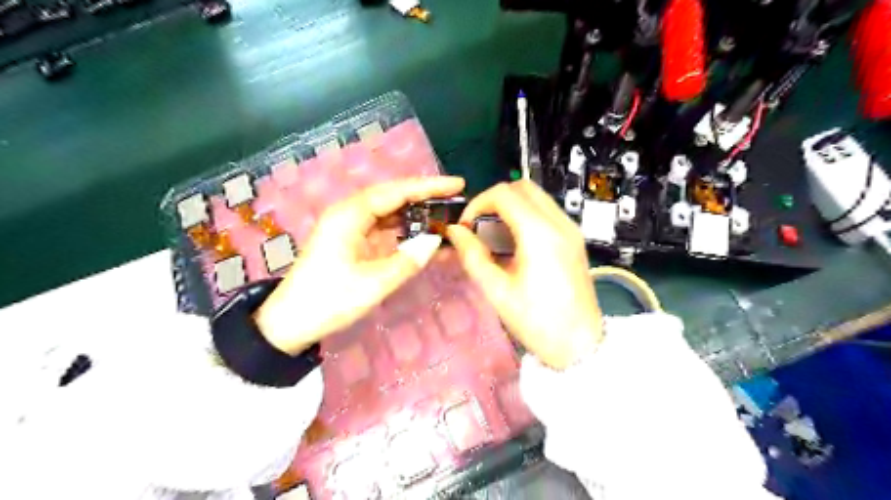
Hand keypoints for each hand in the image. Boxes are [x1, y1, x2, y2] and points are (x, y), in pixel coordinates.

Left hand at [250, 176, 459, 355]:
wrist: (291, 322)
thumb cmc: (329, 300)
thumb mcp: (373, 283)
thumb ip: (408, 260)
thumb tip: (435, 241)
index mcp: (350, 215)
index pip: (396, 192)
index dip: (428, 187)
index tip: (457, 184)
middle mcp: (350, 214)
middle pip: (393, 197)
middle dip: (425, 197)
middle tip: (456, 199)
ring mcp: (351, 228)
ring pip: (390, 213)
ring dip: (417, 215)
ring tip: (446, 216)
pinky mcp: (353, 242)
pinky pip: (384, 230)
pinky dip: (405, 232)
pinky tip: (425, 237)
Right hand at [448, 181, 600, 367]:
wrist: (579, 344)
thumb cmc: (538, 322)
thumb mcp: (497, 291)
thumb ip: (472, 256)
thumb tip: (455, 232)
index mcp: (540, 235)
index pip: (503, 194)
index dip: (477, 204)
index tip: (466, 226)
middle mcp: (559, 224)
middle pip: (522, 187)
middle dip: (494, 200)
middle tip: (478, 226)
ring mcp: (571, 230)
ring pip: (536, 196)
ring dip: (510, 206)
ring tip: (494, 235)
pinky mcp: (574, 239)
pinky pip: (546, 211)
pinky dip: (525, 215)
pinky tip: (515, 243)